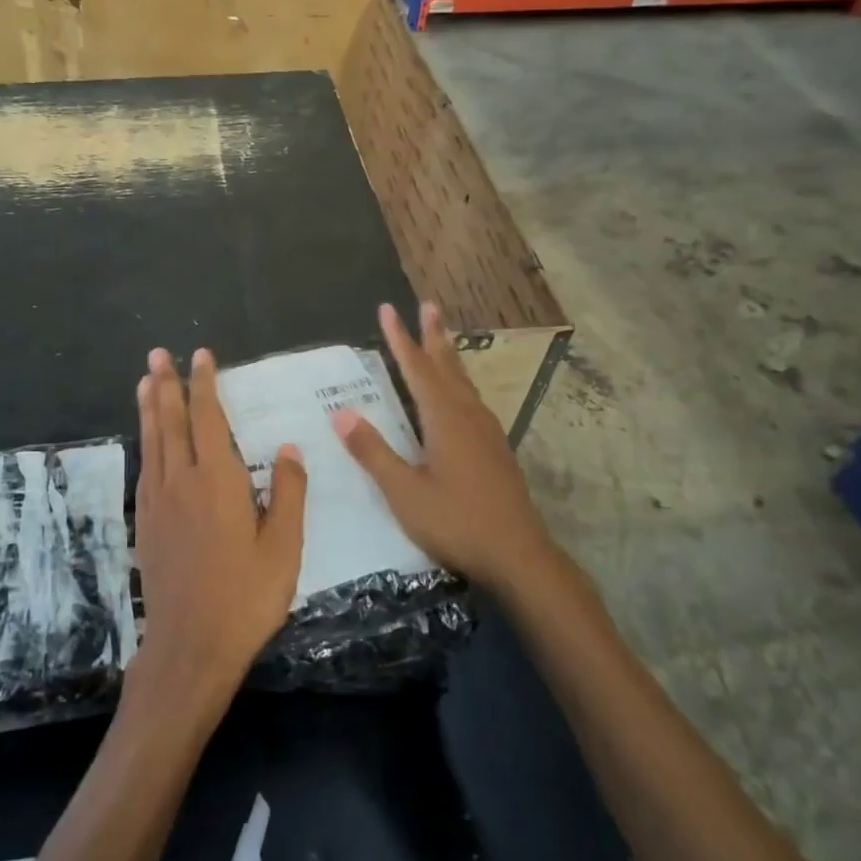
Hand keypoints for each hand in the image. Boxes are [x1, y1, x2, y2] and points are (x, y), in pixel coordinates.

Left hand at [132, 347, 306, 699]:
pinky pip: (145, 468)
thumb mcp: (284, 548)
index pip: (208, 419)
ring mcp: (158, 502)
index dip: (204, 385)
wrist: (190, 645)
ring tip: (145, 381)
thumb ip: (287, 494)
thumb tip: (288, 449)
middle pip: (172, 422)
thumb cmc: (246, 597)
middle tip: (157, 355)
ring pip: (153, 442)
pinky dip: (146, 443)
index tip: (200, 357)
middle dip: (166, 385)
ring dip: (150, 408)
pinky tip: (148, 440)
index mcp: (218, 481)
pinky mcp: (146, 523)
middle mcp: (182, 481)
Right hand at [333, 302, 553, 593]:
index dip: (400, 339)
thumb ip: (373, 452)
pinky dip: (457, 382)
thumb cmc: (457, 522)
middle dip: (433, 335)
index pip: (417, 369)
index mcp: (445, 419)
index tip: (387, 309)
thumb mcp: (405, 492)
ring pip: (463, 382)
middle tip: (428, 305)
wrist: (519, 556)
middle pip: (447, 366)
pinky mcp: (495, 449)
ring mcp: (486, 432)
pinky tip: (458, 395)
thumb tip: (342, 413)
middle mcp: (468, 416)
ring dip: (448, 356)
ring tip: (441, 337)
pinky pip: (471, 400)